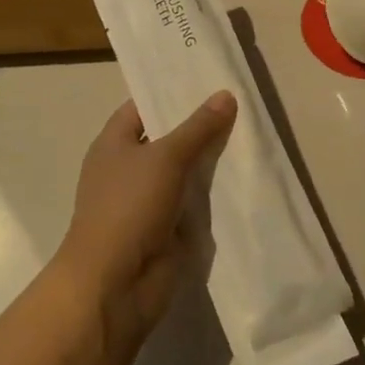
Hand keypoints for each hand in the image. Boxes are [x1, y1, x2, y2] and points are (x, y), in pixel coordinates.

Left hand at [54, 91, 236, 350]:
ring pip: (183, 171)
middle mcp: (127, 168)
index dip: (170, 93)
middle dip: (199, 126)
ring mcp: (146, 201)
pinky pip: (192, 202)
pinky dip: (212, 193)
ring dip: (209, 160)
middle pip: (166, 138)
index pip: (142, 106)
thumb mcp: (165, 157)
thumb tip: (225, 95)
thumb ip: (198, 127)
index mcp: (113, 143)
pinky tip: (244, 178)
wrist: (114, 284)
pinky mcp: (165, 229)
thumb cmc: (129, 207)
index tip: (207, 79)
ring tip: (250, 134)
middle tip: (239, 104)